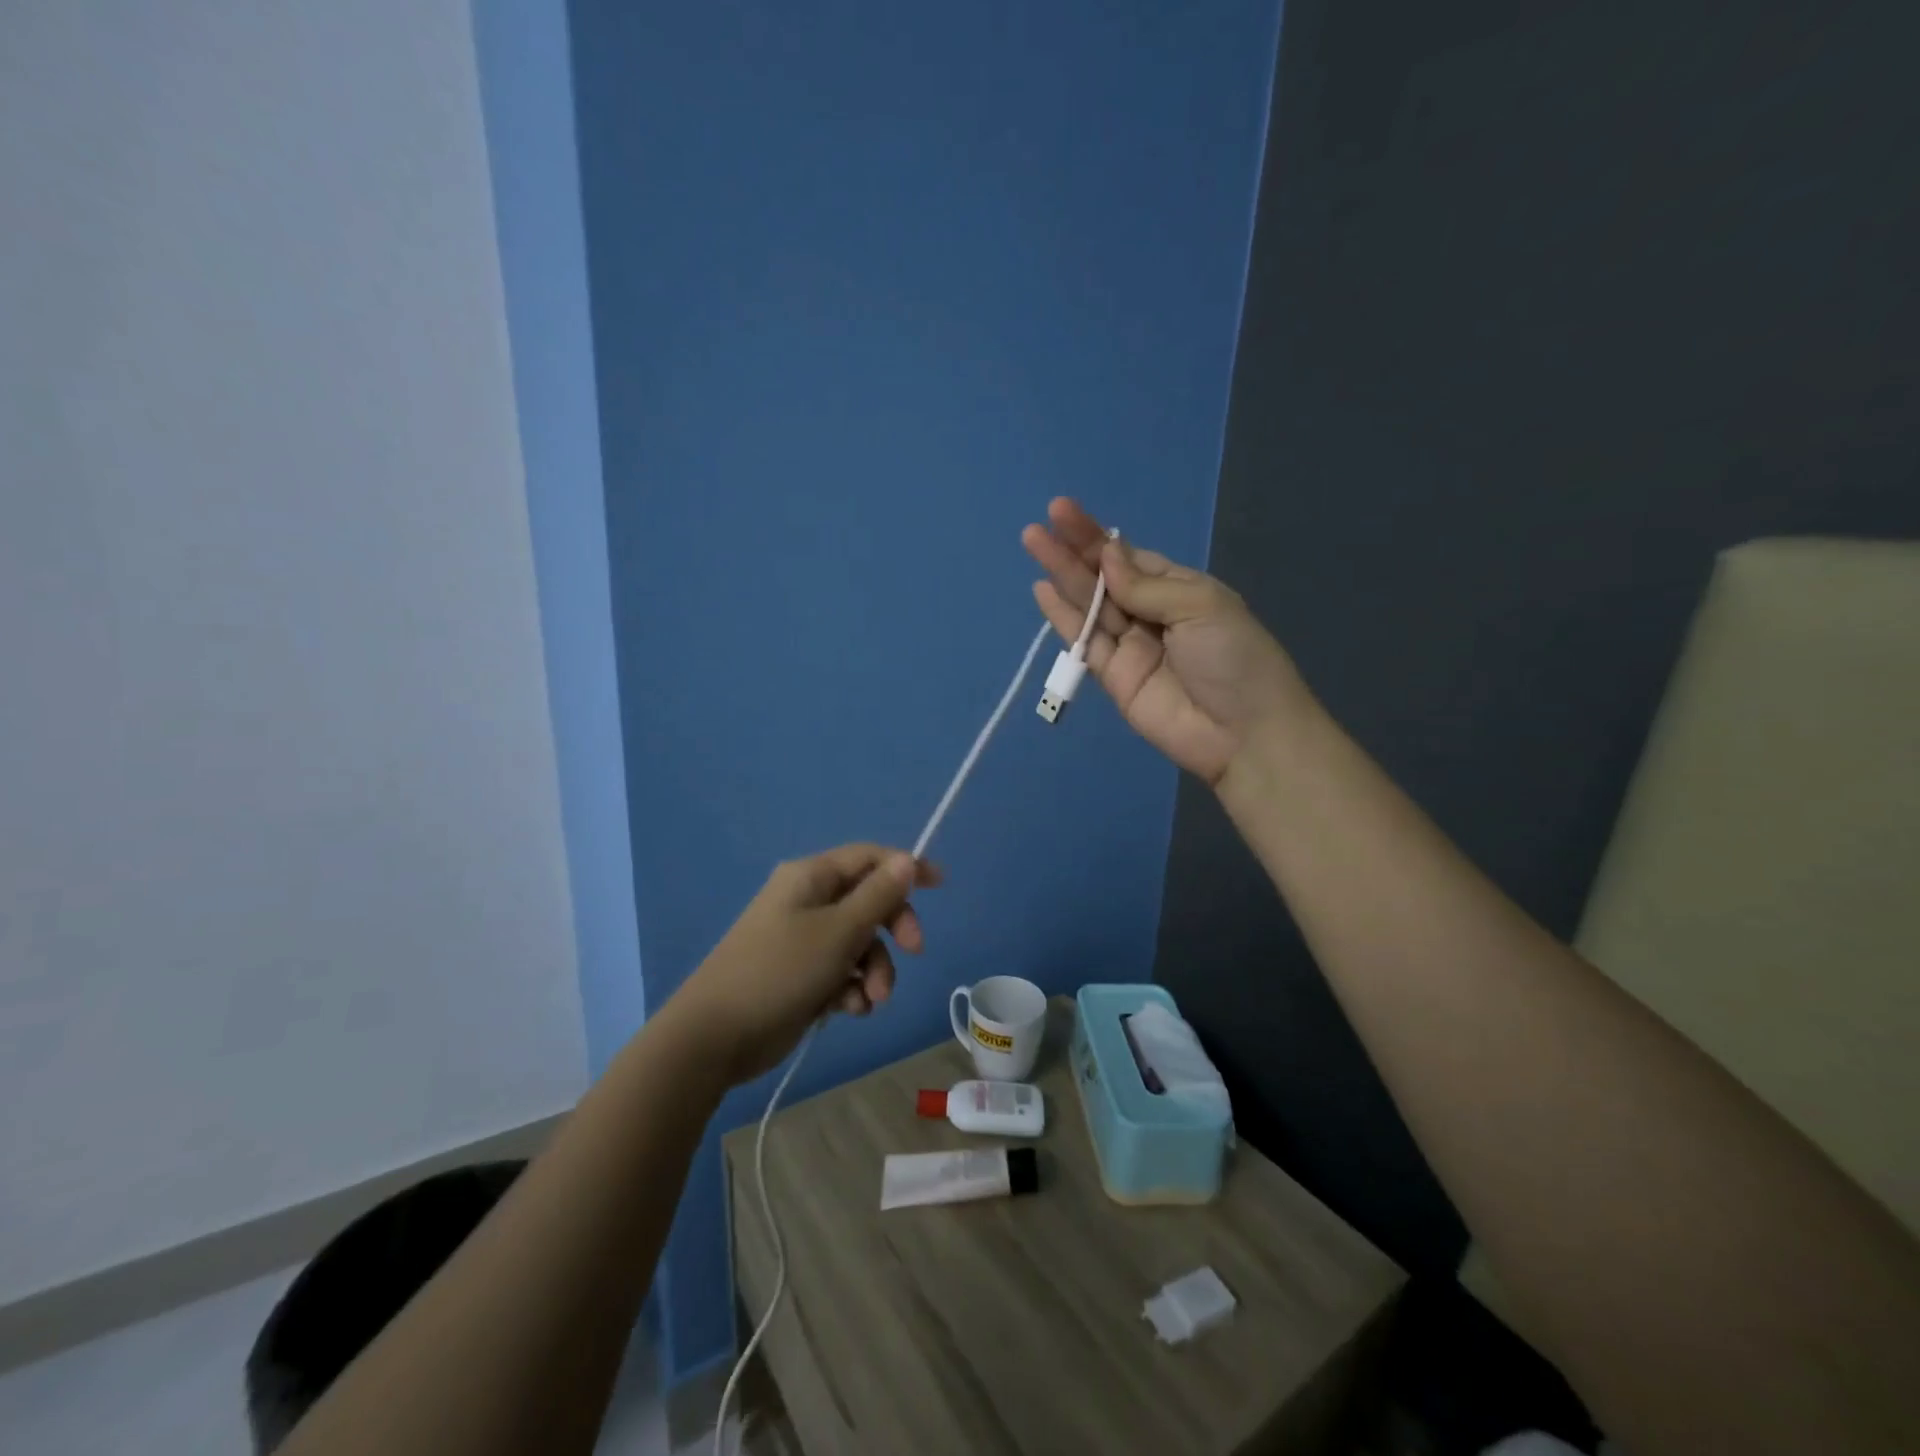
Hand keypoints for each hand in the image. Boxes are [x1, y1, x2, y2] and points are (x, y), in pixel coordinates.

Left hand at [666, 845, 940, 1084]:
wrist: (714, 1037)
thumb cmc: (780, 971)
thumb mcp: (839, 931)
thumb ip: (877, 896)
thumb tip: (906, 860)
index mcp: (811, 877)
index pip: (868, 857)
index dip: (905, 866)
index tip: (940, 884)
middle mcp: (807, 901)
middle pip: (868, 901)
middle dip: (892, 929)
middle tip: (913, 951)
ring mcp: (801, 940)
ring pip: (858, 943)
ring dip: (874, 969)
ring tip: (871, 999)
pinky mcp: (800, 975)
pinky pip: (840, 971)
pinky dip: (851, 988)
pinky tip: (849, 1010)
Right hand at [1023, 497, 1315, 784]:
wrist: (1243, 734)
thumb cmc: (1234, 658)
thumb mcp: (1200, 606)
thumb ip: (1146, 585)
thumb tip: (1106, 557)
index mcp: (1180, 590)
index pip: (1131, 558)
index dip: (1098, 538)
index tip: (1065, 513)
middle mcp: (1152, 614)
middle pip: (1105, 578)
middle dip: (1073, 551)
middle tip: (1039, 527)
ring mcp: (1131, 647)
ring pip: (1090, 606)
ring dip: (1062, 576)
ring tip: (1034, 544)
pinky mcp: (1114, 678)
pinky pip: (1085, 643)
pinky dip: (1064, 619)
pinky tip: (1043, 591)